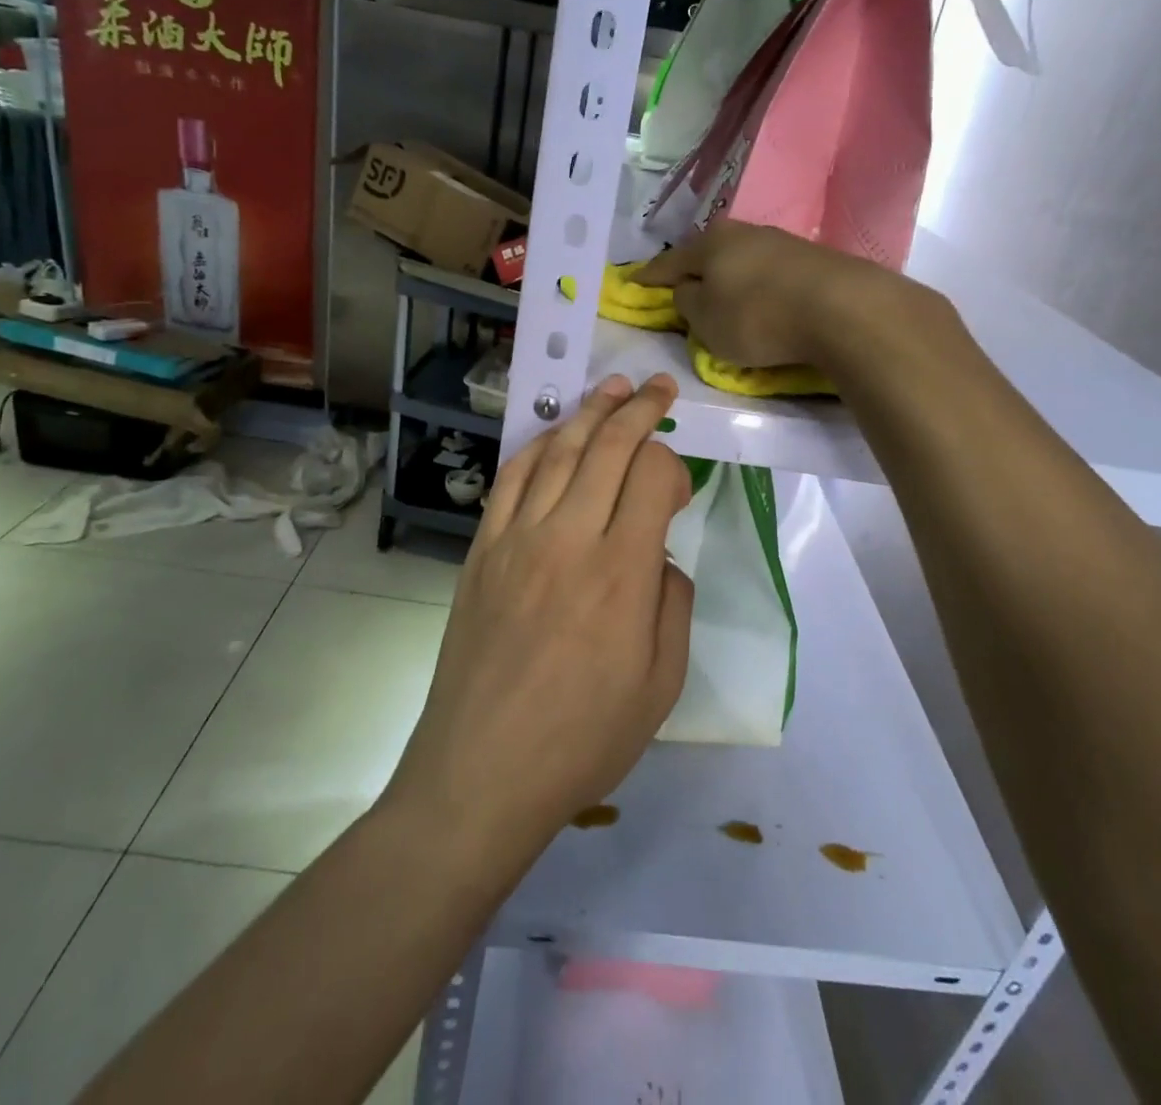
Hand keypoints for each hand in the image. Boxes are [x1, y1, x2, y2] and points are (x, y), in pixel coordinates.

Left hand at [383, 374, 694, 860]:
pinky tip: (553, 435)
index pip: (652, 476)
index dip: (673, 465)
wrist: (481, 772)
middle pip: (608, 447)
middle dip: (639, 409)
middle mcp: (569, 538)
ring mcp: (517, 539)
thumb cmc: (582, 739)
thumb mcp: (660, 685)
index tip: (679, 487)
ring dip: (590, 412)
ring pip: (559, 452)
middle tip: (658, 388)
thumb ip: (672, 604)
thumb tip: (659, 553)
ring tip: (613, 387)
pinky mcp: (482, 550)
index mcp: (622, 573)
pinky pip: (511, 480)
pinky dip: (537, 446)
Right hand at [635, 221, 894, 368]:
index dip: (648, 277)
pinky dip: (757, 286)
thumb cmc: (758, 317)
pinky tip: (762, 301)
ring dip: (729, 279)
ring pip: (740, 261)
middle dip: (693, 273)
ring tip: (725, 299)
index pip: (668, 262)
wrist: (842, 308)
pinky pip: (768, 273)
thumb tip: (689, 289)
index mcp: (709, 244)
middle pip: (707, 255)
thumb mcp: (706, 321)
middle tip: (682, 291)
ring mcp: (780, 241)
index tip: (632, 283)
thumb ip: (687, 303)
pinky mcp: (811, 258)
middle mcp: (743, 232)